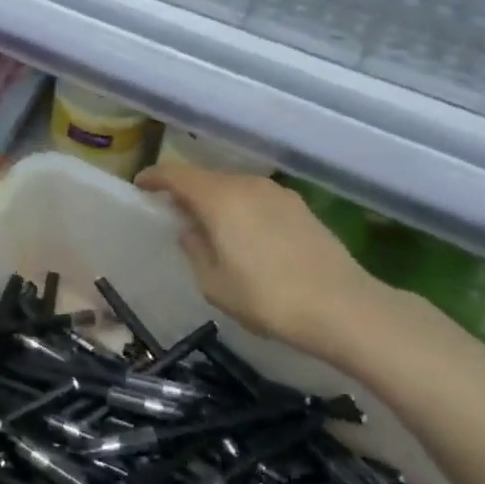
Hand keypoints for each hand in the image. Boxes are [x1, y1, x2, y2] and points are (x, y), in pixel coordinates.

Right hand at [135, 164, 383, 367]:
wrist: (343, 307)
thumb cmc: (268, 298)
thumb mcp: (214, 284)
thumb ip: (195, 250)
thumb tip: (190, 231)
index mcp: (219, 198)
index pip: (177, 176)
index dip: (155, 178)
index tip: (141, 185)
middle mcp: (247, 185)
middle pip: (207, 178)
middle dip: (186, 189)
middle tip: (173, 209)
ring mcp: (278, 193)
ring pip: (234, 186)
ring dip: (216, 199)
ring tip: (208, 223)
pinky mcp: (300, 207)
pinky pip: (257, 198)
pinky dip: (241, 207)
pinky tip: (244, 232)